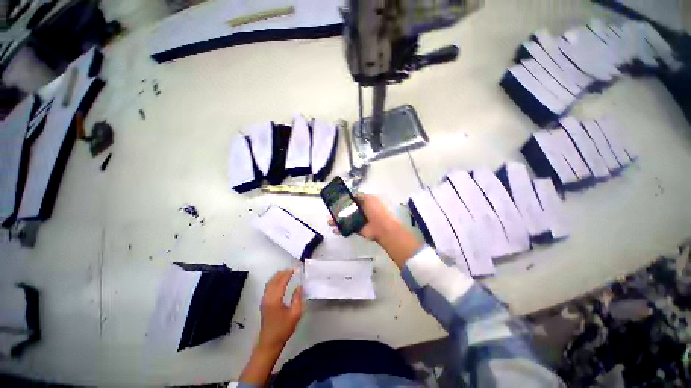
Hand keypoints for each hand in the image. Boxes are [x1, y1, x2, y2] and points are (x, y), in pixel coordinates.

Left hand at [240, 270, 302, 385]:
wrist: (269, 342)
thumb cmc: (283, 329)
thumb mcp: (295, 314)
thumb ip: (297, 299)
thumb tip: (299, 286)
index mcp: (275, 300)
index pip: (281, 282)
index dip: (287, 274)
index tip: (294, 269)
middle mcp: (267, 298)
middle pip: (273, 281)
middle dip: (282, 273)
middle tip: (291, 269)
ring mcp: (264, 301)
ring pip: (269, 284)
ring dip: (277, 276)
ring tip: (285, 272)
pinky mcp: (263, 304)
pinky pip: (268, 288)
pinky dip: (273, 281)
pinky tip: (278, 282)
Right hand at [328, 193, 421, 268]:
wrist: (383, 227)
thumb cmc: (377, 210)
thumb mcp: (369, 198)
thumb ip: (359, 196)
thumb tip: (351, 194)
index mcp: (364, 202)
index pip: (351, 200)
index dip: (343, 200)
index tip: (334, 200)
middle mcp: (360, 210)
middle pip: (346, 210)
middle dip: (337, 211)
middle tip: (329, 212)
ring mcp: (358, 220)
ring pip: (344, 219)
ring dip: (336, 220)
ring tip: (329, 222)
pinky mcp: (356, 229)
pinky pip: (346, 228)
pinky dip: (340, 229)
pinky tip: (334, 230)